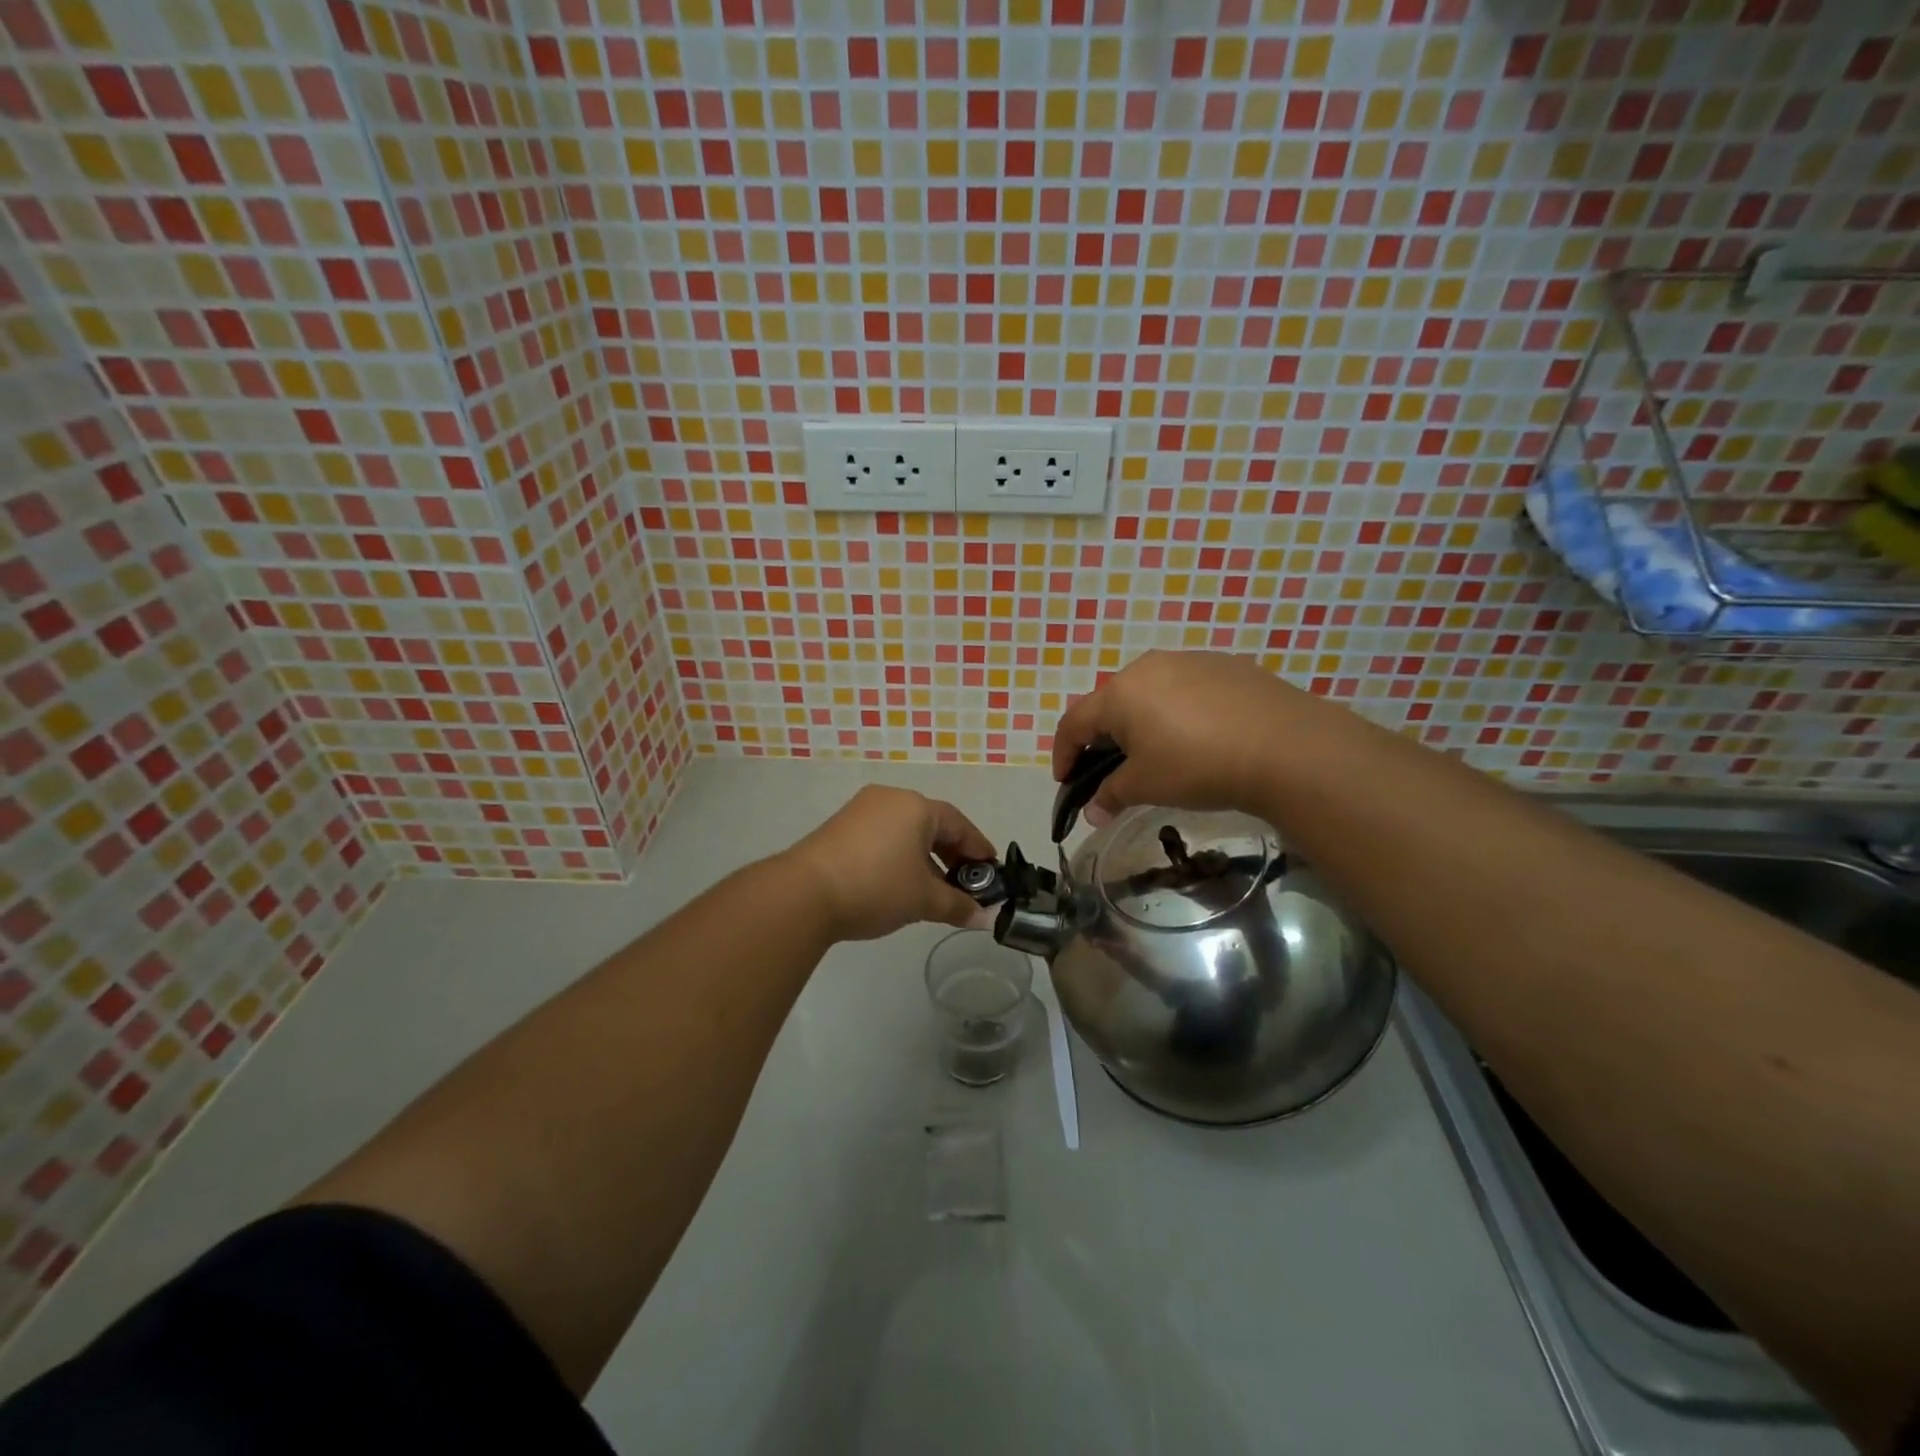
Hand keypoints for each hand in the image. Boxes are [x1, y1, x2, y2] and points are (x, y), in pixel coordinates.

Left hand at [784, 786, 998, 941]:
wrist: (804, 893)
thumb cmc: (876, 887)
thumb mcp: (923, 900)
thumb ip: (958, 905)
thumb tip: (984, 918)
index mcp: (917, 807)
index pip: (959, 824)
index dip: (978, 849)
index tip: (991, 872)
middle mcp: (890, 799)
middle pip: (932, 824)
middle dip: (952, 855)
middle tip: (965, 884)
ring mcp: (861, 810)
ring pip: (905, 831)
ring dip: (925, 858)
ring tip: (934, 890)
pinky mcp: (840, 827)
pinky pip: (882, 836)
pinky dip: (899, 856)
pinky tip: (900, 884)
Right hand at [1050, 650, 1318, 817]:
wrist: (1285, 747)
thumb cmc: (1197, 765)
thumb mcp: (1146, 786)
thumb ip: (1111, 796)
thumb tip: (1092, 812)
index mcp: (1120, 693)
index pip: (1074, 723)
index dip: (1063, 754)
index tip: (1065, 783)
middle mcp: (1149, 666)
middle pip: (1111, 703)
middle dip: (1104, 739)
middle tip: (1113, 770)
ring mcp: (1190, 661)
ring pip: (1150, 693)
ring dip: (1143, 723)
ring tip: (1159, 754)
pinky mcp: (1226, 665)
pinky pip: (1187, 689)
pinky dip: (1180, 713)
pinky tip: (1201, 738)